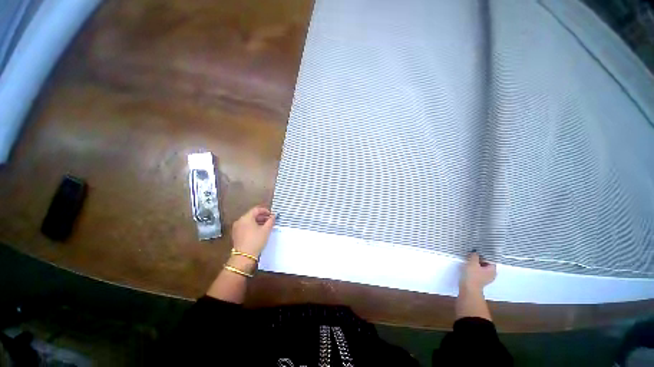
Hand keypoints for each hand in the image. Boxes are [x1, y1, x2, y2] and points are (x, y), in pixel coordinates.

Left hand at [231, 206, 275, 256]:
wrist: (244, 256)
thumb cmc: (256, 240)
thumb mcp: (266, 230)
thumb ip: (271, 221)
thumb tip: (274, 216)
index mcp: (246, 218)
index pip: (256, 210)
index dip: (265, 210)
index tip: (271, 214)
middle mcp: (239, 221)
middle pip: (252, 215)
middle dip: (262, 216)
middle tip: (270, 220)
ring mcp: (236, 228)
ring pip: (248, 221)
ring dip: (257, 221)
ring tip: (266, 226)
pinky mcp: (236, 234)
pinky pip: (245, 226)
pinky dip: (252, 226)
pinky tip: (259, 231)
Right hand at [460, 251, 495, 293]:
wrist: (468, 288)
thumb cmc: (472, 275)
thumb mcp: (472, 263)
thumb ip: (475, 256)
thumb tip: (476, 252)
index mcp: (493, 270)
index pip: (490, 260)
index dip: (484, 255)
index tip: (477, 251)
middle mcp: (491, 274)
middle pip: (486, 263)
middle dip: (479, 259)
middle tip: (472, 254)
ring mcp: (485, 278)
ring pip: (481, 267)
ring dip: (476, 263)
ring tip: (469, 259)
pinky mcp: (479, 280)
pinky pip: (478, 271)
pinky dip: (474, 268)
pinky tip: (468, 265)